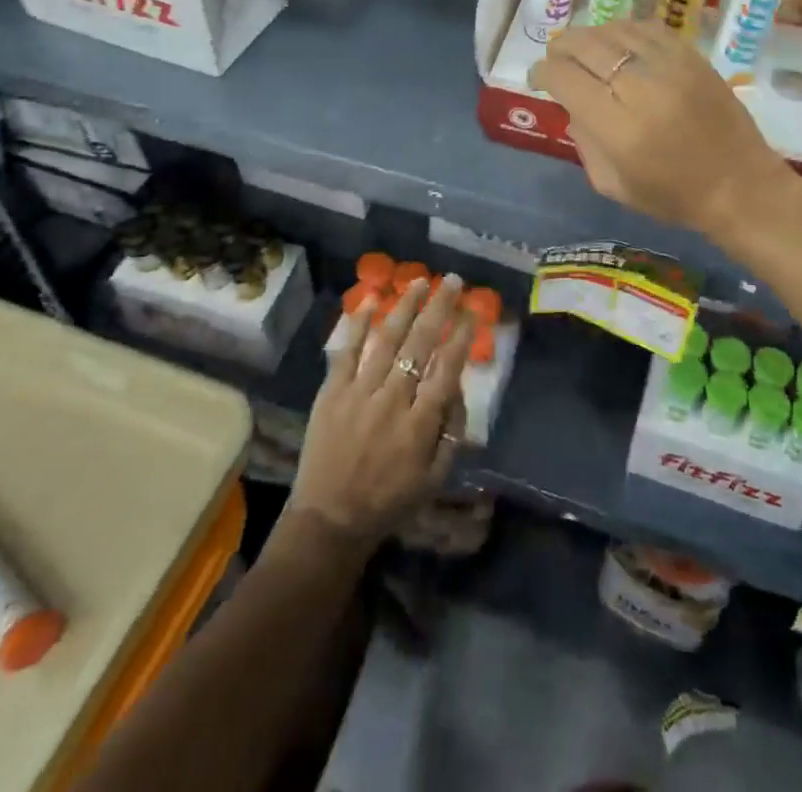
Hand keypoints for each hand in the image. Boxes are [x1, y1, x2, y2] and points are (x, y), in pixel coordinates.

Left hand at [292, 275, 473, 544]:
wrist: (329, 520)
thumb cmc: (389, 501)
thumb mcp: (435, 478)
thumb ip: (452, 432)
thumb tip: (456, 388)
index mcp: (420, 424)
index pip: (447, 368)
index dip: (462, 335)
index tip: (472, 310)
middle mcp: (392, 400)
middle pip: (420, 344)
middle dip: (439, 308)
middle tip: (452, 280)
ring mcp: (359, 393)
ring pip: (386, 340)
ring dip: (405, 307)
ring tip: (420, 281)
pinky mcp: (331, 393)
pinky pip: (346, 351)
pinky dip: (358, 325)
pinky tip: (371, 300)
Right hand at [528, 19, 793, 244]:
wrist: (741, 186)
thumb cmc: (673, 196)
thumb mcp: (612, 185)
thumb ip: (584, 142)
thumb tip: (572, 105)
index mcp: (618, 127)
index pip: (564, 78)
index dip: (542, 72)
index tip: (539, 78)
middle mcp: (641, 89)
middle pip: (585, 45)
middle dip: (560, 47)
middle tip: (556, 58)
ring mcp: (670, 67)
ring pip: (615, 30)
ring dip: (591, 36)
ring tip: (585, 50)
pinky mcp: (693, 57)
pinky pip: (648, 27)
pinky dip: (624, 30)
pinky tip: (620, 43)